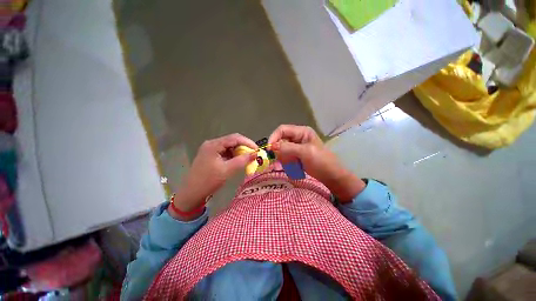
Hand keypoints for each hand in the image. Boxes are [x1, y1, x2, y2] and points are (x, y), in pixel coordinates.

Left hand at [169, 133, 256, 219]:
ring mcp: (211, 149)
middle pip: (232, 141)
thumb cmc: (208, 181)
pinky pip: (226, 152)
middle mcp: (212, 144)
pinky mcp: (211, 155)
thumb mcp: (227, 170)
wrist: (191, 193)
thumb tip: (255, 154)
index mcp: (214, 145)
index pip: (235, 138)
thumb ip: (242, 160)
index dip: (248, 142)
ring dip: (239, 152)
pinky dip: (234, 156)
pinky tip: (238, 161)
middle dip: (244, 147)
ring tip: (247, 159)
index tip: (257, 150)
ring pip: (230, 147)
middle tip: (253, 155)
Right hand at [268, 125, 364, 201]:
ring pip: (282, 150)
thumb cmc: (321, 161)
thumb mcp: (305, 152)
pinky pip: (285, 157)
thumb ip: (288, 148)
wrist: (331, 176)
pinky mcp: (295, 156)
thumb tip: (271, 146)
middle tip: (281, 161)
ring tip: (292, 166)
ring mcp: (296, 147)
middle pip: (281, 140)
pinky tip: (293, 168)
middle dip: (279, 151)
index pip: (282, 130)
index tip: (269, 148)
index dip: (274, 137)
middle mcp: (297, 137)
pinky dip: (286, 163)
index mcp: (301, 132)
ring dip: (283, 158)